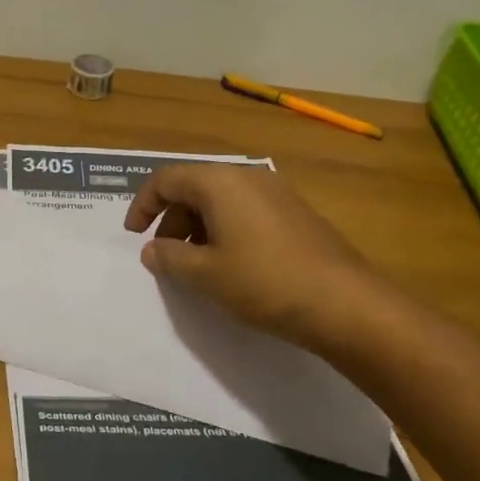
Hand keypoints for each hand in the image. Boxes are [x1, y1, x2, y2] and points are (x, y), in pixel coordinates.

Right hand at [124, 164, 383, 348]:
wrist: (346, 304)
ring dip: (198, 227)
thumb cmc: (265, 282)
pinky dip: (225, 230)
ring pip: (221, 200)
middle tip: (166, 257)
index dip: (143, 205)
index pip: (166, 179)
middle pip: (194, 187)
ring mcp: (276, 193)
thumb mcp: (205, 275)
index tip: (133, 235)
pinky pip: (246, 211)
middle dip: (172, 219)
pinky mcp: (295, 213)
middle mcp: (248, 176)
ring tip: (197, 266)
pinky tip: (232, 265)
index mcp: (220, 182)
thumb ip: (170, 258)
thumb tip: (151, 250)